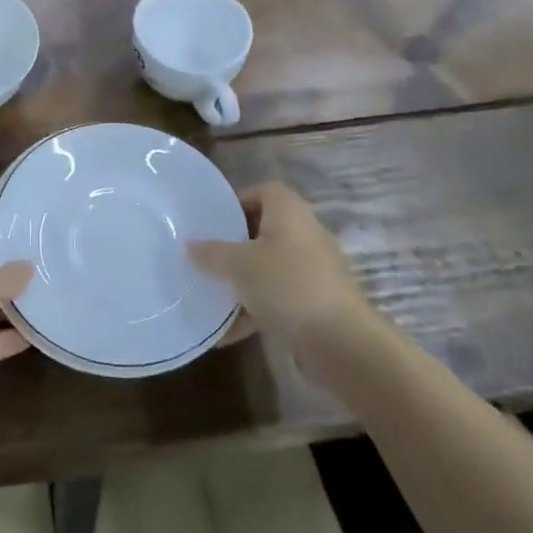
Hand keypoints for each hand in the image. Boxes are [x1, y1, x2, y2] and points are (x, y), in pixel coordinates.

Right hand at [191, 181, 375, 350]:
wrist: (341, 342)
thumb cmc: (287, 285)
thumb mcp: (239, 265)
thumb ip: (212, 253)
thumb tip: (190, 245)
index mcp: (289, 212)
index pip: (264, 191)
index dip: (238, 202)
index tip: (214, 222)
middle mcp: (305, 234)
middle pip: (265, 230)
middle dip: (236, 245)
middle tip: (207, 257)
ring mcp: (314, 270)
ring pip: (271, 267)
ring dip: (243, 281)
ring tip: (213, 295)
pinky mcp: (317, 303)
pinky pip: (279, 298)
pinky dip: (256, 310)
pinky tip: (229, 332)